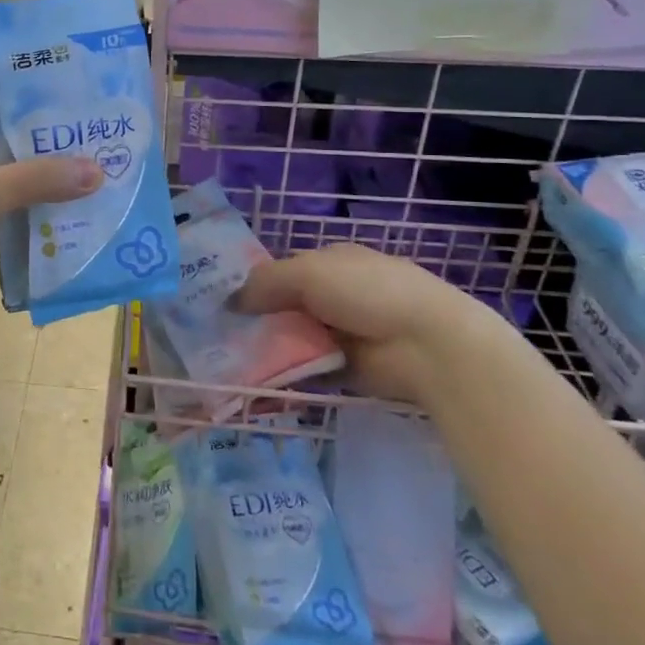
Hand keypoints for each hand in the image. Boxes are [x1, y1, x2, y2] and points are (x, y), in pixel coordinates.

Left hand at [0, 100, 103, 313]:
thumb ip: (40, 179)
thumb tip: (97, 170)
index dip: (22, 97)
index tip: (63, 96)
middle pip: (8, 143)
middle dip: (44, 142)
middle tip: (90, 139)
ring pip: (10, 180)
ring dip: (41, 181)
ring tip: (88, 177)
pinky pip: (7, 214)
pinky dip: (31, 214)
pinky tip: (62, 218)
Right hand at [231, 243, 510, 404]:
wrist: (428, 345)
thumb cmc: (367, 292)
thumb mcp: (308, 273)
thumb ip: (265, 282)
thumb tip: (230, 302)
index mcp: (330, 262)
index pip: (283, 270)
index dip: (253, 284)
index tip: (219, 301)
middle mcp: (334, 295)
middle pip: (284, 306)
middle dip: (255, 320)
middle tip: (216, 336)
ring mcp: (341, 333)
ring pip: (291, 339)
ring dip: (266, 349)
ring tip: (226, 363)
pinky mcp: (345, 369)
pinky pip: (305, 370)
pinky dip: (284, 376)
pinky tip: (253, 383)